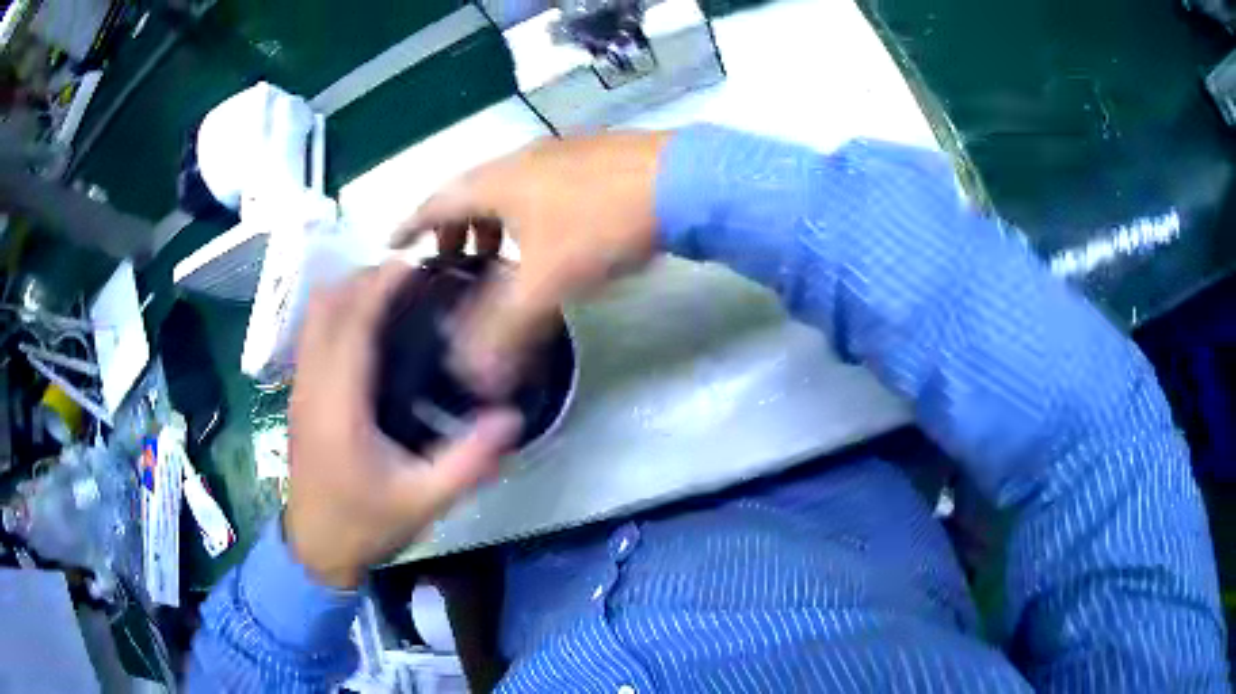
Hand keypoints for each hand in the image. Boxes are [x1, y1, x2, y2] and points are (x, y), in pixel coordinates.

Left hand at [284, 262, 521, 587]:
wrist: (316, 549)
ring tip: (392, 296)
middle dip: (364, 279)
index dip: (380, 284)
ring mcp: (300, 389)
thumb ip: (468, 461)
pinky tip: (369, 332)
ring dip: (348, 293)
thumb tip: (511, 419)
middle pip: (326, 305)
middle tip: (411, 279)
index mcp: (339, 405)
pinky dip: (338, 315)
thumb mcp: (425, 501)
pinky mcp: (299, 396)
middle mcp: (312, 385)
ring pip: (314, 317)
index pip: (352, 322)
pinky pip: (313, 335)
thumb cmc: (366, 524)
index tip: (415, 263)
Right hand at [393, 130, 670, 394]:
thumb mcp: (547, 281)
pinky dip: (524, 220)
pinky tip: (545, 245)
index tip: (391, 248)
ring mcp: (558, 157)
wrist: (684, 181)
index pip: (435, 203)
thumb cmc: (602, 223)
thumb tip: (474, 378)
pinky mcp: (591, 163)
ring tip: (492, 262)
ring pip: (506, 193)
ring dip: (490, 226)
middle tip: (447, 268)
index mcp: (496, 180)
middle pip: (469, 195)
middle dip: (451, 232)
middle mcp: (520, 161)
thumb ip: (506, 331)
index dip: (409, 227)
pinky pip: (538, 193)